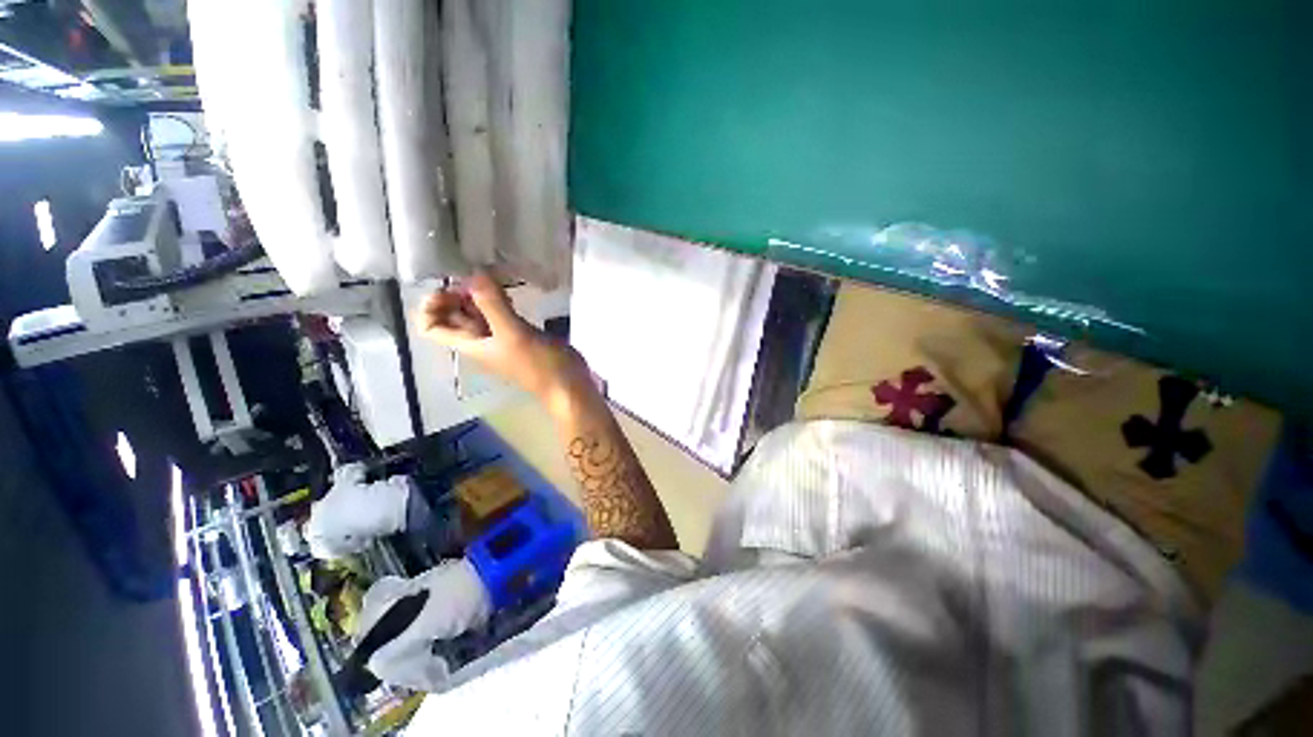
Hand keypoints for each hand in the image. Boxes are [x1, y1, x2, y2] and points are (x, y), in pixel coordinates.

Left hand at [418, 273, 586, 403]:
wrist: (567, 384)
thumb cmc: (539, 365)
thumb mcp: (513, 334)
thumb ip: (493, 304)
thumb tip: (474, 272)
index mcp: (470, 344)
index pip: (431, 327)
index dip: (431, 306)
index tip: (451, 288)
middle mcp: (480, 340)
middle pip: (453, 316)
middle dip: (456, 294)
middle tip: (476, 278)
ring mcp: (501, 337)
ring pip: (478, 313)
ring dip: (478, 295)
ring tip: (492, 278)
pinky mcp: (520, 333)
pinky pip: (500, 313)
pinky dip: (499, 300)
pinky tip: (510, 289)